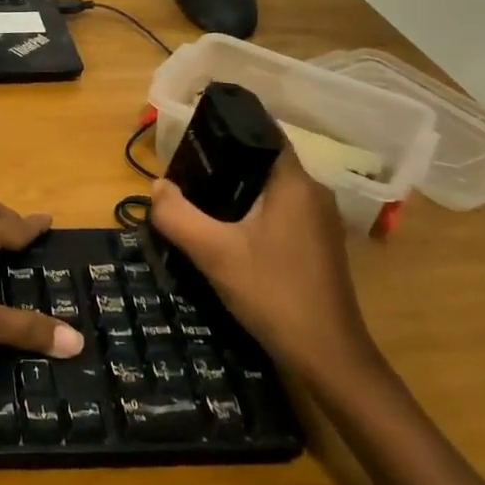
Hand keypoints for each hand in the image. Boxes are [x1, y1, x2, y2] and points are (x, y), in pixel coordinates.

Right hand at [149, 150, 378, 386]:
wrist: (327, 357)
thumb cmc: (273, 293)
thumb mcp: (213, 252)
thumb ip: (177, 215)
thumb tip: (157, 186)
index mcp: (295, 183)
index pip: (264, 133)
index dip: (229, 127)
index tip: (194, 131)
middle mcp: (313, 193)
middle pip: (263, 161)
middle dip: (224, 161)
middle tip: (184, 170)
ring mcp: (319, 221)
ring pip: (270, 189)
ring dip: (236, 190)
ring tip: (196, 197)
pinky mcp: (317, 245)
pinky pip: (278, 212)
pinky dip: (250, 212)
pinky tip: (224, 230)